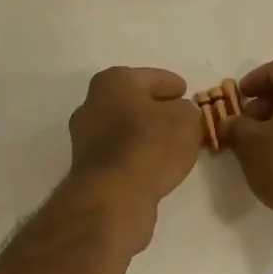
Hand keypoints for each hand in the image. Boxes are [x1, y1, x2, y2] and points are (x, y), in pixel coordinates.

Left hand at [66, 67, 202, 249]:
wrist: (112, 196)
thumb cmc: (150, 146)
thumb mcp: (185, 121)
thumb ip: (187, 111)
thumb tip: (180, 114)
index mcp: (113, 82)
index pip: (150, 77)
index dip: (171, 83)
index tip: (185, 90)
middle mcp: (92, 104)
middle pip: (132, 101)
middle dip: (155, 107)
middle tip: (180, 116)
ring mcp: (85, 137)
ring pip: (123, 128)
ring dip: (144, 133)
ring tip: (171, 143)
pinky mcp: (87, 167)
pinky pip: (119, 152)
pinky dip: (135, 154)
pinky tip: (154, 164)